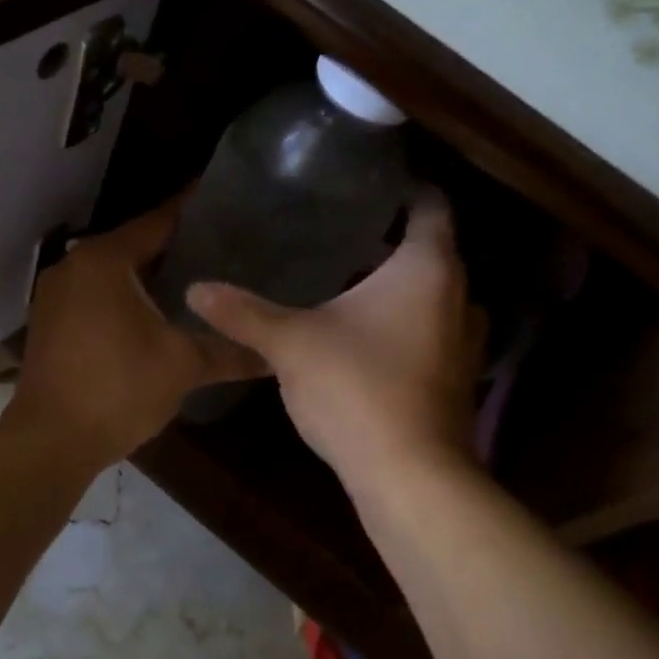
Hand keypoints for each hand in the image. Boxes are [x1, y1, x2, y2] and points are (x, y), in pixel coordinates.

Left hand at [7, 195, 266, 466]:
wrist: (50, 441)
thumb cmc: (118, 390)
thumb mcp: (183, 366)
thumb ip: (230, 351)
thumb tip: (275, 354)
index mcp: (105, 260)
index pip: (159, 221)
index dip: (193, 211)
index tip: (227, 200)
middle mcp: (74, 266)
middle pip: (135, 244)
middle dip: (177, 246)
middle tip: (225, 246)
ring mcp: (56, 294)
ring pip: (114, 272)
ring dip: (150, 275)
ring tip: (199, 278)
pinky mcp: (50, 322)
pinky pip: (97, 295)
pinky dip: (126, 296)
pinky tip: (157, 313)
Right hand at [186, 190, 485, 487]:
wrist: (409, 475)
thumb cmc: (357, 388)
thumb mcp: (290, 343)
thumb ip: (243, 312)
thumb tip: (194, 288)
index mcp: (427, 268)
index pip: (429, 206)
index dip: (403, 188)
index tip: (368, 182)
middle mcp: (459, 296)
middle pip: (429, 251)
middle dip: (387, 242)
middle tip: (337, 231)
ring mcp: (464, 342)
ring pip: (430, 296)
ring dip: (397, 288)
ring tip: (345, 280)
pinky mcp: (456, 379)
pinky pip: (430, 332)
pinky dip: (403, 324)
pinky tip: (361, 336)